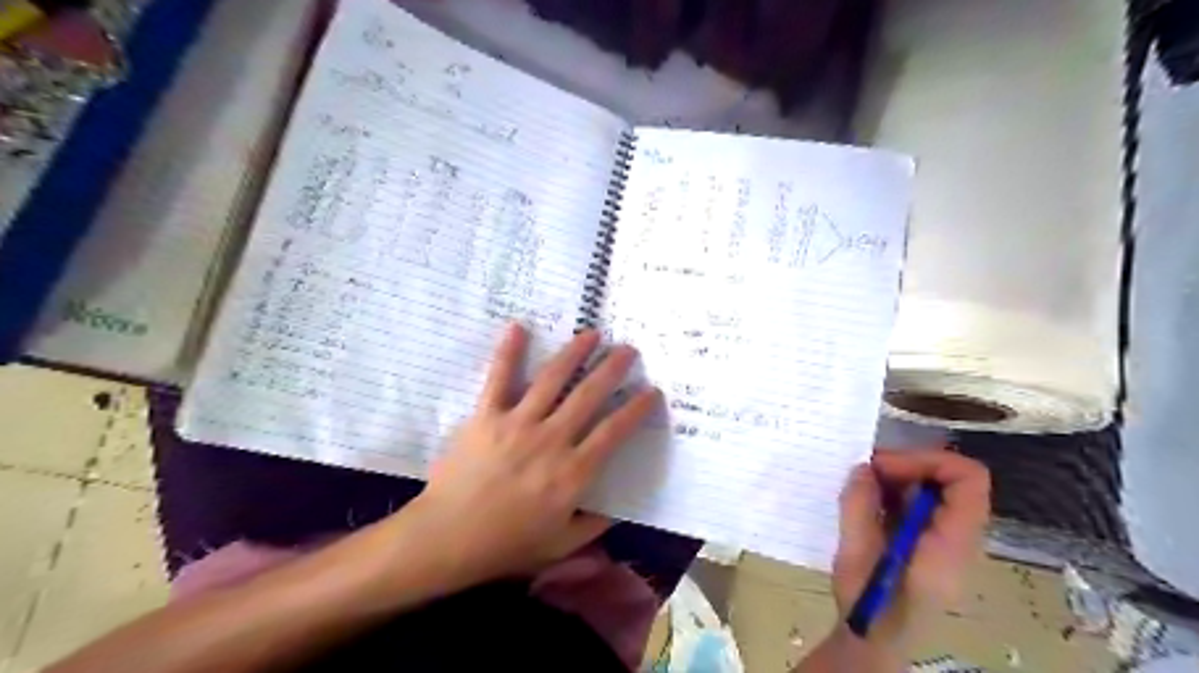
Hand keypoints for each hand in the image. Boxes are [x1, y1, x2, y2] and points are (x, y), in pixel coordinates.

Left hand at [411, 325, 660, 585]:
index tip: (651, 391)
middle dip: (612, 369)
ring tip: (591, 333)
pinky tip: (519, 326)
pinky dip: (508, 351)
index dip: (635, 409)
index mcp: (572, 472)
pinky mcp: (486, 416)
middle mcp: (550, 440)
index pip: (613, 432)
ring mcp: (517, 423)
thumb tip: (618, 511)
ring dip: (574, 353)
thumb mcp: (559, 545)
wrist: (446, 539)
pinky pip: (499, 378)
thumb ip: (593, 526)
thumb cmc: (505, 545)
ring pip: (552, 379)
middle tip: (628, 349)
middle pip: (588, 396)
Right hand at [830, 450, 987, 649]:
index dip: (929, 461)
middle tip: (866, 471)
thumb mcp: (856, 555)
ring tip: (863, 485)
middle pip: (952, 481)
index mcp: (950, 545)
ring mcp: (947, 540)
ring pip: (936, 489)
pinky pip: (923, 503)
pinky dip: (896, 492)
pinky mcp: (931, 542)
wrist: (875, 641)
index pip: (968, 481)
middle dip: (908, 466)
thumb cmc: (869, 605)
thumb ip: (860, 508)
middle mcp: (959, 539)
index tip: (884, 466)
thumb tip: (863, 468)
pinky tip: (869, 501)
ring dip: (899, 478)